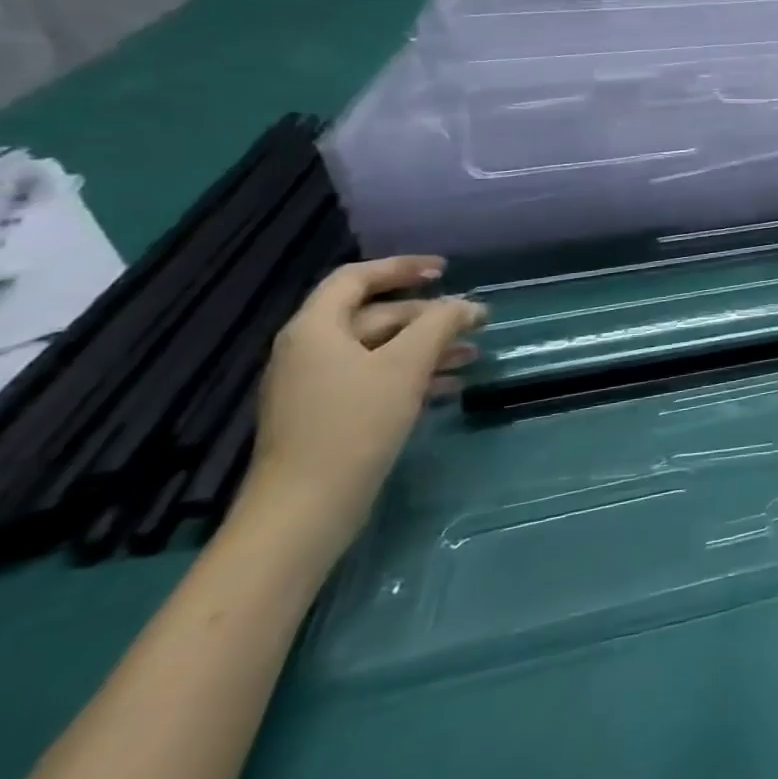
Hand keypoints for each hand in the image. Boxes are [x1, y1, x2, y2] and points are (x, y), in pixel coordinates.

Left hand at [241, 256, 486, 560]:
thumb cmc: (354, 425)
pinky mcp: (328, 418)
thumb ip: (439, 324)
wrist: (304, 511)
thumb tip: (465, 305)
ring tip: (472, 355)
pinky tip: (449, 388)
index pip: (356, 278)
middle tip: (473, 321)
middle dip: (427, 315)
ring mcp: (316, 388)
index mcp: (316, 330)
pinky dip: (413, 375)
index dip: (402, 267)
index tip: (445, 271)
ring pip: (380, 350)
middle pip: (374, 315)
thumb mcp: (406, 365)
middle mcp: (310, 351)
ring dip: (427, 347)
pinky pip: (376, 379)